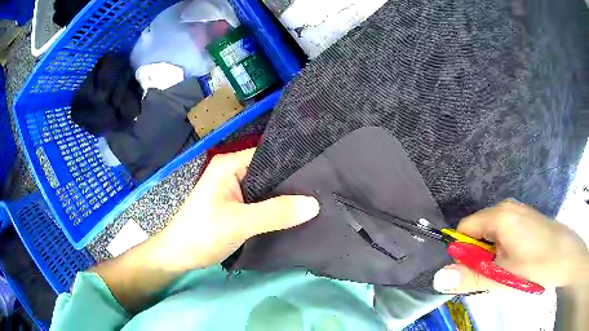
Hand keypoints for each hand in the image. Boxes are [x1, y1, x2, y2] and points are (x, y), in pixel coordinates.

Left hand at [156, 148, 320, 270]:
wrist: (179, 256)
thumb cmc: (202, 234)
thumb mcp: (239, 223)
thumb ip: (275, 213)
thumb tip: (314, 204)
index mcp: (229, 165)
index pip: (269, 155)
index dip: (294, 165)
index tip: (321, 175)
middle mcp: (234, 173)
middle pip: (270, 173)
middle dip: (293, 183)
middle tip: (323, 191)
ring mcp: (236, 191)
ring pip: (268, 190)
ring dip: (286, 198)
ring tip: (318, 201)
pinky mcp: (238, 207)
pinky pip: (263, 204)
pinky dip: (278, 209)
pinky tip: (298, 214)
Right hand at [433, 199, 588, 292]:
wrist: (566, 256)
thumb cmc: (536, 265)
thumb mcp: (502, 277)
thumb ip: (470, 277)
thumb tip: (438, 278)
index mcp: (499, 215)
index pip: (464, 229)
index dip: (463, 252)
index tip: (474, 273)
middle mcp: (507, 207)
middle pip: (478, 232)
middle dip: (479, 256)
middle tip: (493, 275)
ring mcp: (518, 212)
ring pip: (491, 235)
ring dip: (491, 256)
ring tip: (506, 271)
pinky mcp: (526, 219)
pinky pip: (504, 234)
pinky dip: (502, 251)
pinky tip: (516, 263)